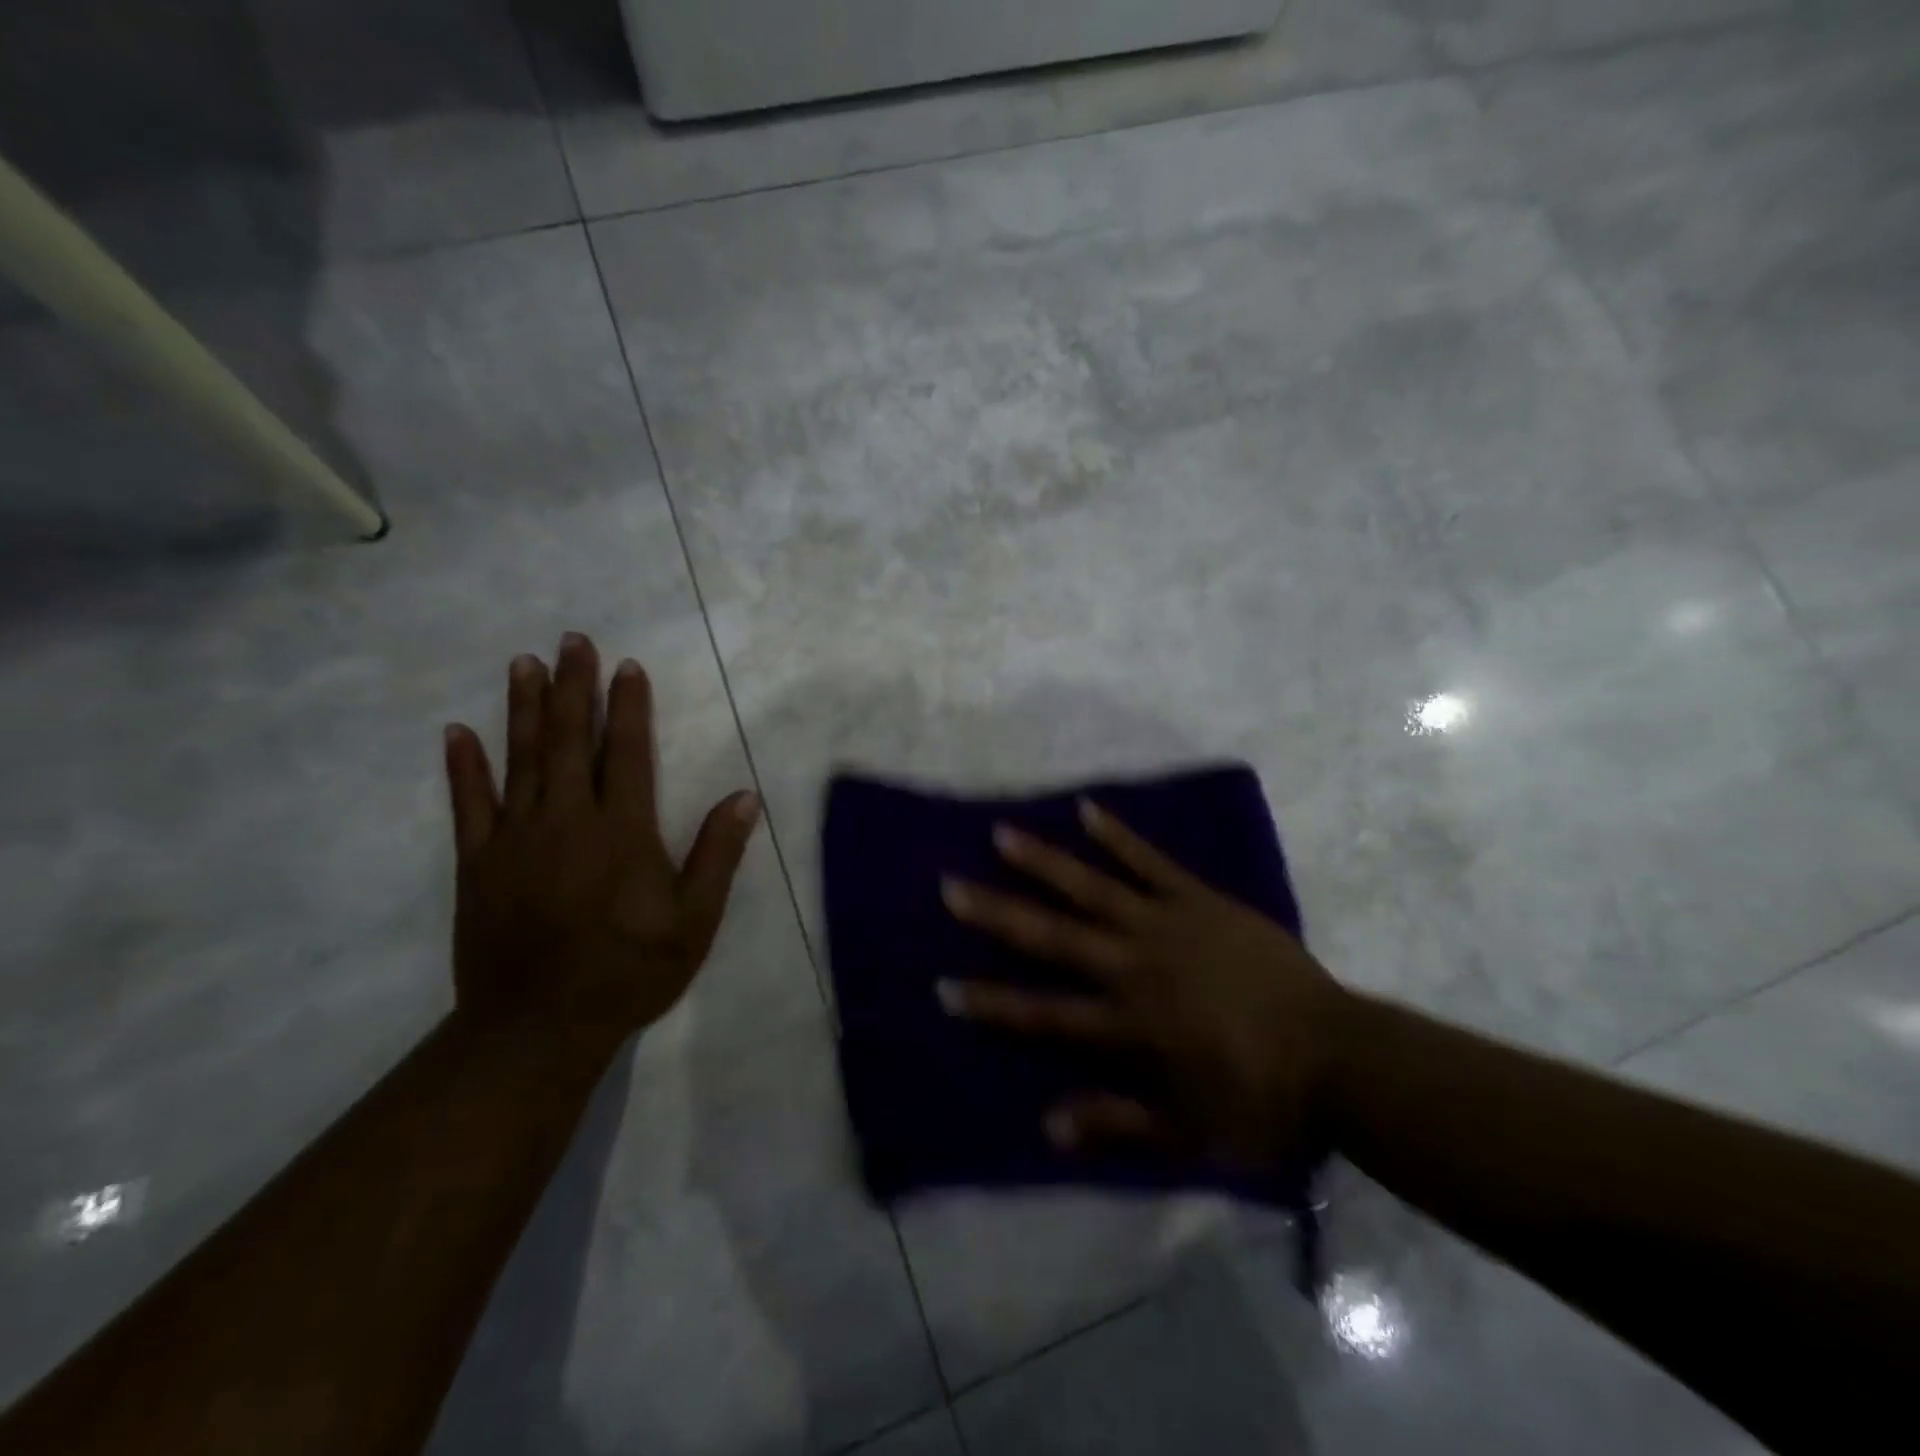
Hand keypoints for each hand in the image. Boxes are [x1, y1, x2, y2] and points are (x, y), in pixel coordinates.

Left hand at [441, 633, 760, 1060]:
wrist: (538, 1026)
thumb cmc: (628, 971)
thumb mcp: (694, 921)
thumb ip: (717, 855)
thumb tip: (745, 798)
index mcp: (622, 830)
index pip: (625, 752)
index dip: (628, 706)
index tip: (627, 666)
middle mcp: (566, 820)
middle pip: (568, 740)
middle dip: (572, 687)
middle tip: (571, 641)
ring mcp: (514, 838)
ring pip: (519, 759)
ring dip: (522, 708)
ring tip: (522, 663)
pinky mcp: (478, 863)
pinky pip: (467, 804)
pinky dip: (463, 766)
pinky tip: (457, 732)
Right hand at [939, 799, 1350, 1170]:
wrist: (1340, 1055)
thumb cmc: (1261, 1100)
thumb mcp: (1189, 1131)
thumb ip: (1119, 1123)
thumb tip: (1048, 1124)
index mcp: (1130, 1023)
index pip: (1045, 1013)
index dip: (992, 1002)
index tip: (944, 986)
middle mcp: (1136, 965)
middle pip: (1054, 937)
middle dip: (998, 914)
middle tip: (950, 887)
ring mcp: (1167, 924)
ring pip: (1093, 888)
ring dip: (1044, 862)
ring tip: (1002, 834)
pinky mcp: (1199, 899)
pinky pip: (1151, 862)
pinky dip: (1118, 836)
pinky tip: (1087, 810)